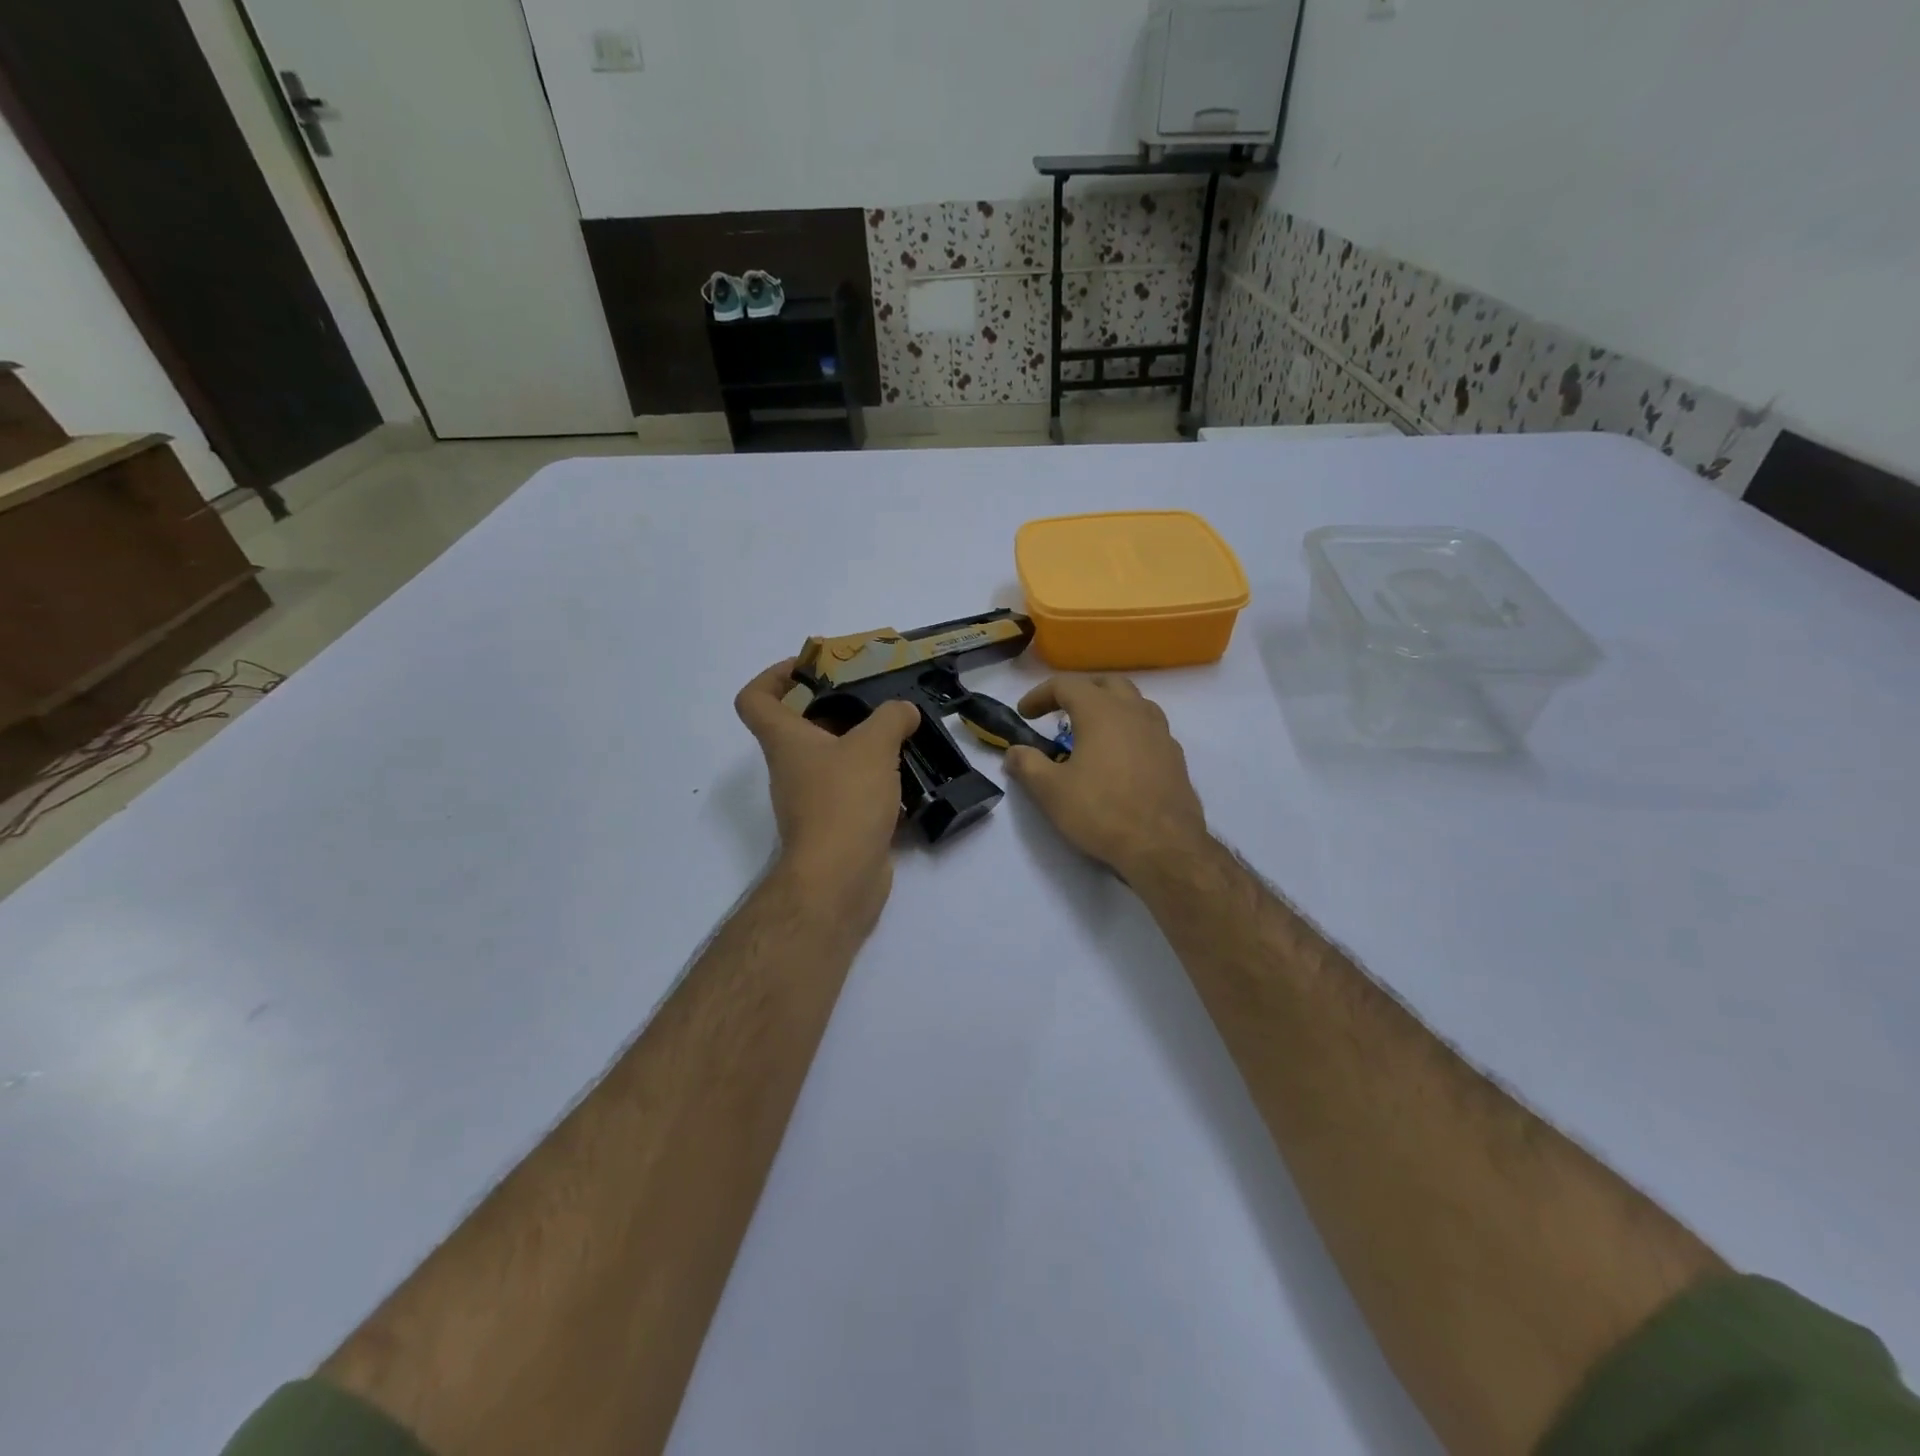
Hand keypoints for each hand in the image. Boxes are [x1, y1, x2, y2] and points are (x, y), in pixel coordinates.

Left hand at [735, 660, 919, 910]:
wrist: (839, 878)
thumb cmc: (844, 801)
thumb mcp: (873, 746)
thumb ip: (891, 718)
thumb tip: (904, 711)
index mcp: (785, 741)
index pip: (755, 699)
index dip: (774, 676)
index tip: (809, 668)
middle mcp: (791, 768)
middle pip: (801, 728)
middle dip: (835, 708)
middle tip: (874, 699)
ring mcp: (810, 801)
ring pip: (831, 760)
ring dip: (860, 746)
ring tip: (899, 734)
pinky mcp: (834, 826)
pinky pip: (851, 791)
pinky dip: (874, 781)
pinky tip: (906, 776)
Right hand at [1004, 676, 1209, 880]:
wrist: (1163, 846)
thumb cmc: (1102, 812)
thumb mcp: (1051, 791)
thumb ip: (1027, 765)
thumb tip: (1014, 752)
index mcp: (1101, 711)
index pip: (1066, 685)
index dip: (1040, 694)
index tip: (1024, 714)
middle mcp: (1134, 711)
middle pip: (1105, 683)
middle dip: (1079, 691)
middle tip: (1059, 712)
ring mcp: (1160, 732)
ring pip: (1134, 702)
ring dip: (1109, 706)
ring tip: (1091, 730)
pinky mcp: (1175, 756)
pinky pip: (1149, 727)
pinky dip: (1129, 729)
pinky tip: (1120, 756)